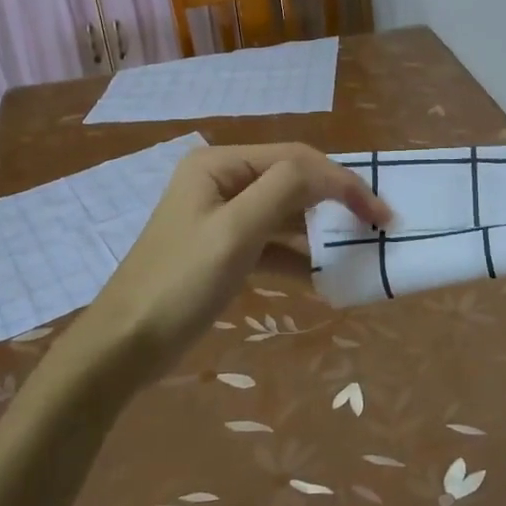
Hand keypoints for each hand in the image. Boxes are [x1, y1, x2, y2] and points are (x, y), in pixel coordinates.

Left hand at [77, 144, 390, 383]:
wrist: (124, 347)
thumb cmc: (180, 283)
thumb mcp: (235, 231)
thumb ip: (285, 189)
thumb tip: (329, 175)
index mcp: (220, 163)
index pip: (296, 159)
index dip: (342, 181)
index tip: (380, 214)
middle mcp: (222, 180)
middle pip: (293, 181)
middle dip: (335, 203)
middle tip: (376, 228)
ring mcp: (222, 216)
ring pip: (286, 214)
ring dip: (319, 232)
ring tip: (358, 251)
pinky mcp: (225, 249)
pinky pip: (272, 244)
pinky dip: (298, 258)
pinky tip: (324, 279)